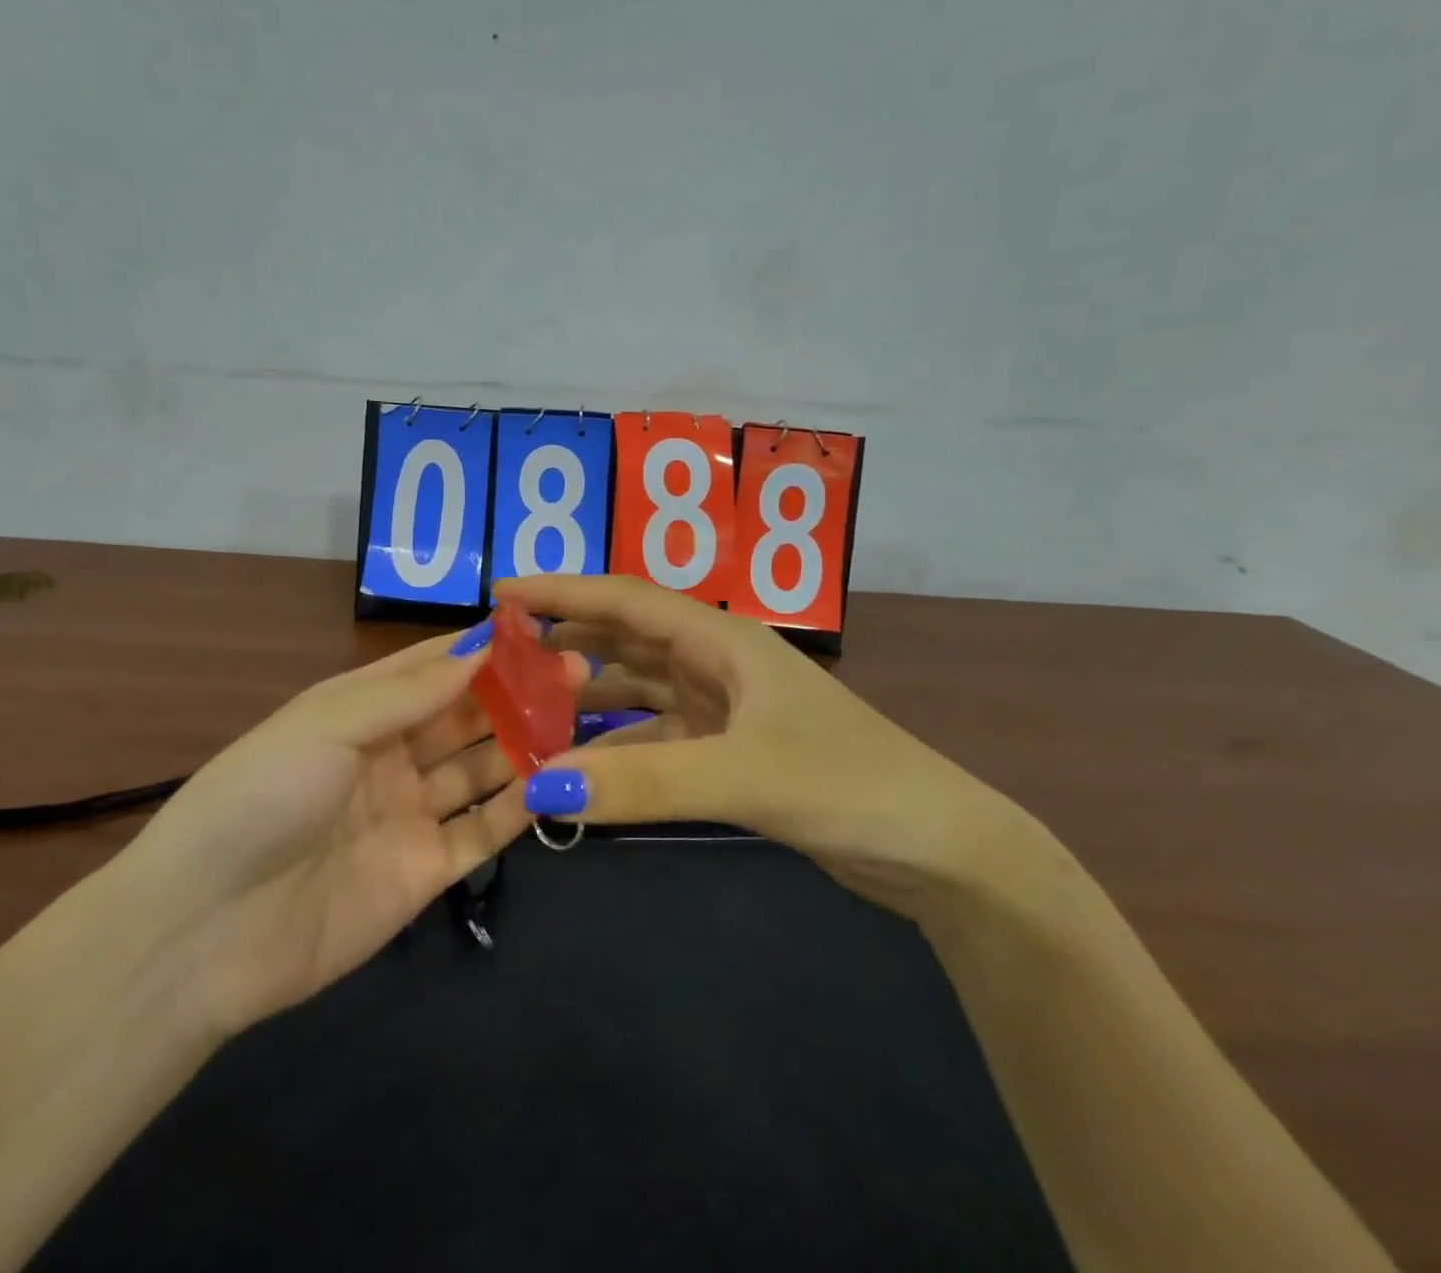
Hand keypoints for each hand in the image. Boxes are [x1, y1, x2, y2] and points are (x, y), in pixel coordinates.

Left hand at [107, 628, 586, 1041]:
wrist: (204, 933)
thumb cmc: (260, 799)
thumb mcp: (326, 725)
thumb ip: (407, 691)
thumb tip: (480, 645)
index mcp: (357, 712)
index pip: (431, 668)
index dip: (480, 648)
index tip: (537, 629)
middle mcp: (389, 757)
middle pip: (463, 716)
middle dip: (515, 693)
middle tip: (577, 670)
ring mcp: (409, 815)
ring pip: (480, 768)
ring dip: (524, 743)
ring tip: (579, 717)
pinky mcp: (426, 871)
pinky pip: (482, 830)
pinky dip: (518, 806)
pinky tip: (556, 781)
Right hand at [498, 573, 1028, 918]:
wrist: (939, 849)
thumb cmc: (849, 785)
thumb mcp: (743, 777)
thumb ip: (643, 782)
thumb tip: (540, 788)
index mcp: (722, 639)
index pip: (625, 599)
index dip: (562, 591)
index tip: (502, 592)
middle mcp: (717, 662)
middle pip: (626, 638)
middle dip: (566, 639)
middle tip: (503, 655)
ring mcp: (724, 708)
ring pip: (638, 688)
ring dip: (588, 695)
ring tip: (529, 708)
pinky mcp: (730, 752)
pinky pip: (655, 736)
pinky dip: (618, 745)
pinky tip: (583, 766)